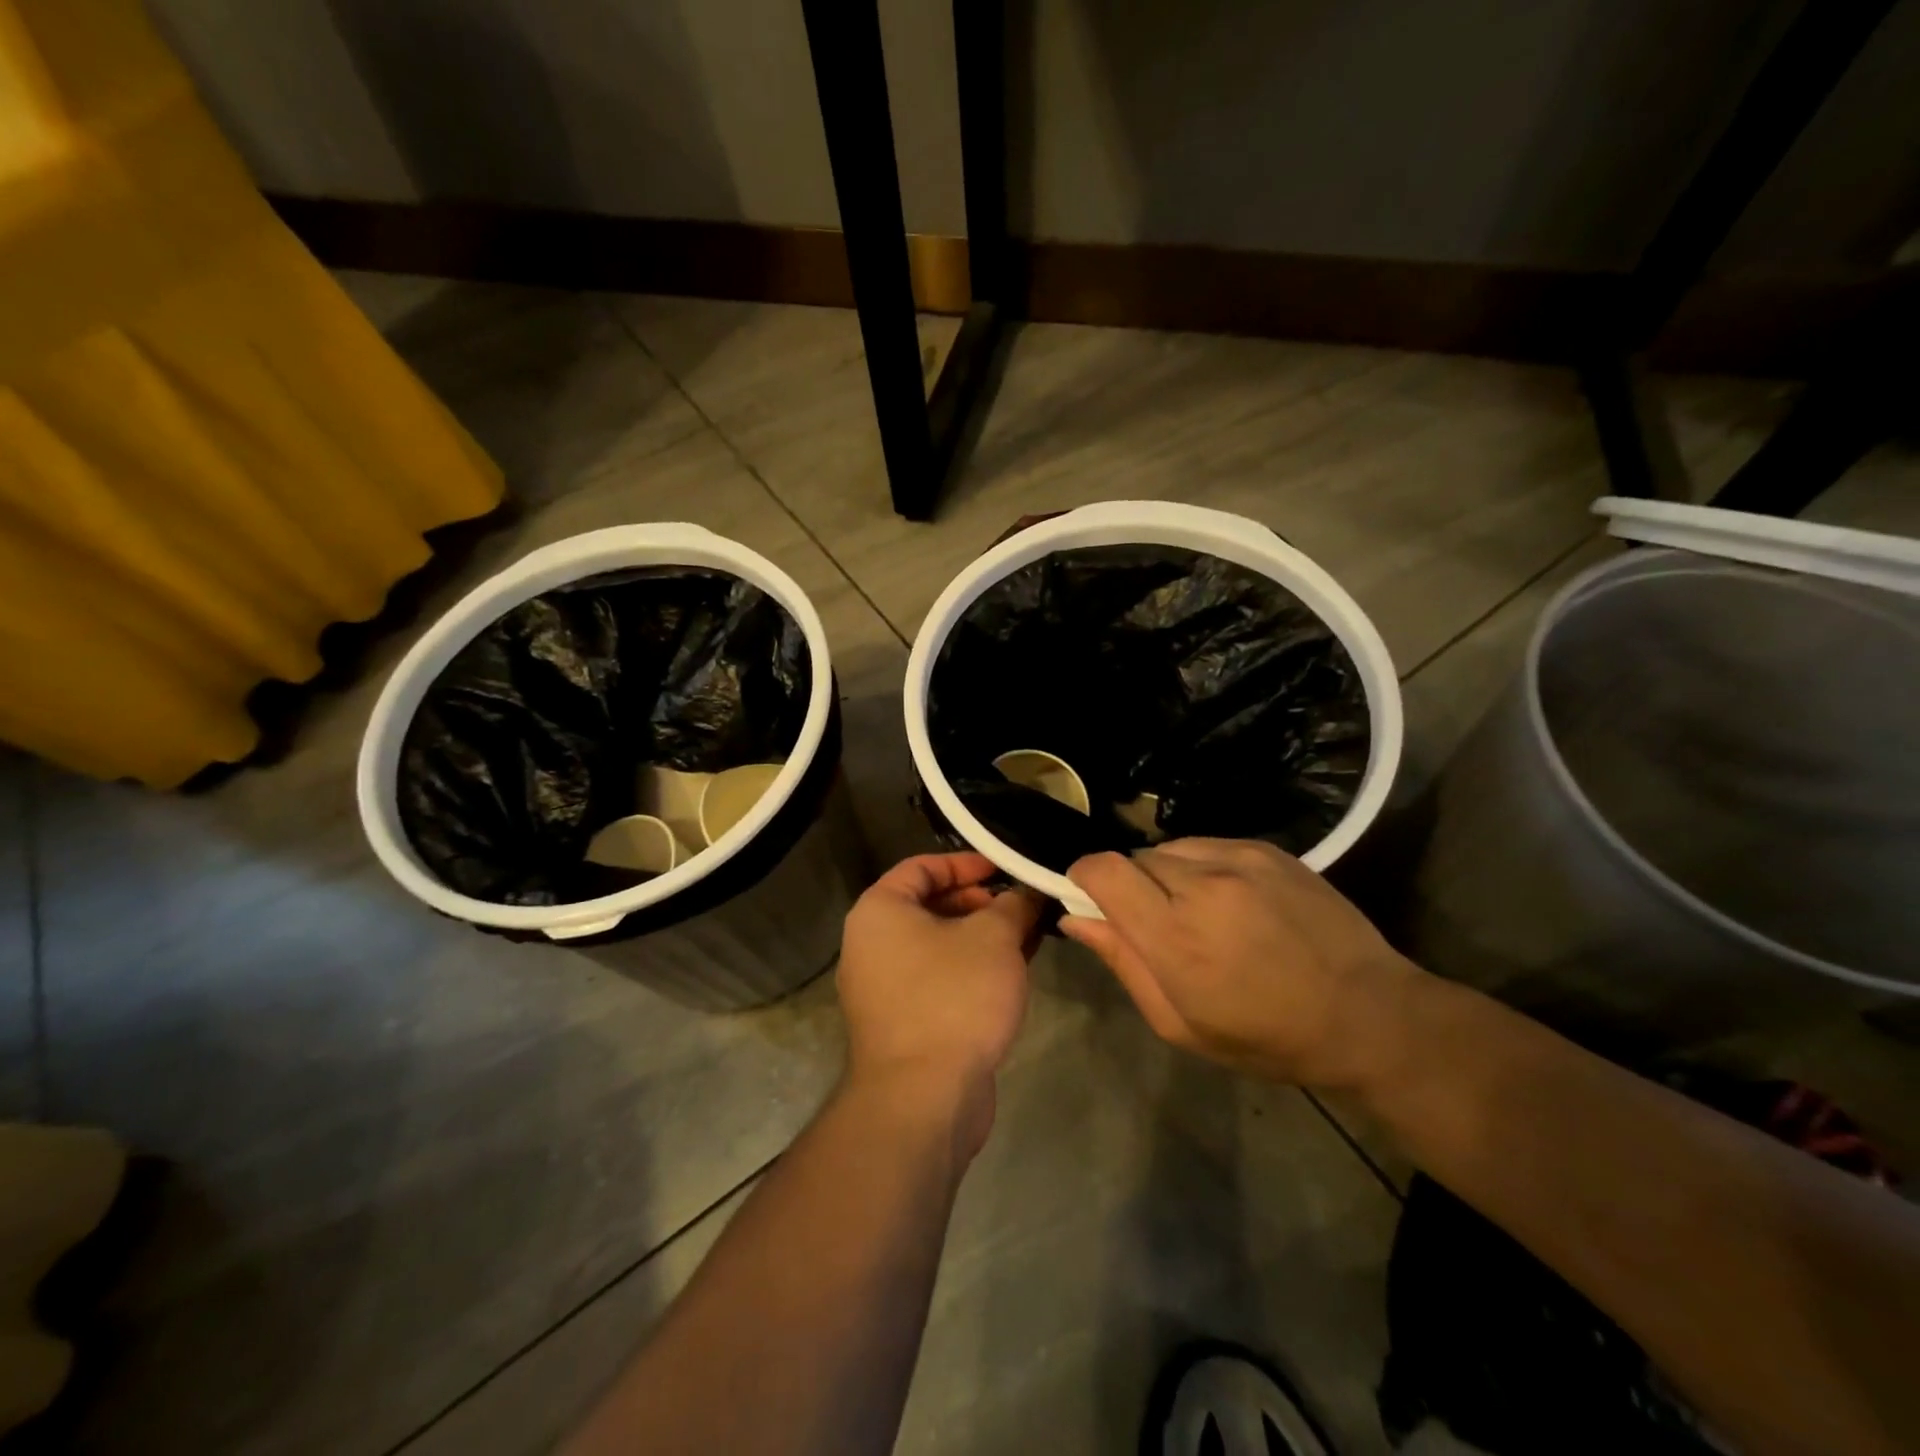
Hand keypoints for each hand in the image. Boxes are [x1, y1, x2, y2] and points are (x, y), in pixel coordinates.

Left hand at [837, 854, 1043, 1156]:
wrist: (924, 1099)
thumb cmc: (953, 997)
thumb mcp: (994, 938)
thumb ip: (1013, 905)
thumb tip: (1027, 893)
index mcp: (879, 911)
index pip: (921, 867)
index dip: (965, 863)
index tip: (1004, 870)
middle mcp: (871, 944)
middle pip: (929, 906)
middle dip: (979, 903)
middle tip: (1020, 907)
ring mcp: (884, 988)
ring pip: (938, 946)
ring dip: (980, 938)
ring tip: (1026, 936)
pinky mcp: (903, 1023)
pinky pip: (938, 980)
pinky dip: (971, 970)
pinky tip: (1011, 974)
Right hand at [1060, 839, 1419, 1087]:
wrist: (1368, 1014)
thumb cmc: (1266, 1036)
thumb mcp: (1181, 1023)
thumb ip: (1123, 963)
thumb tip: (1075, 919)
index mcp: (1176, 937)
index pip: (1103, 870)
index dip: (1084, 877)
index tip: (1090, 898)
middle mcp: (1203, 884)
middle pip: (1134, 859)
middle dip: (1132, 886)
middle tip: (1159, 924)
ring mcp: (1239, 859)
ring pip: (1170, 849)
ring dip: (1168, 875)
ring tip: (1200, 912)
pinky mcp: (1266, 848)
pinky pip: (1208, 844)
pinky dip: (1203, 866)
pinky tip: (1232, 900)